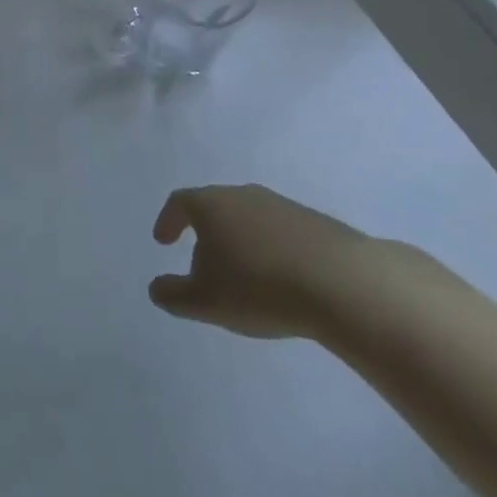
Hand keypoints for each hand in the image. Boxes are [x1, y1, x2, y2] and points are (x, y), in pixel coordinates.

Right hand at [149, 185, 376, 339]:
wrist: (340, 282)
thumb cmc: (258, 287)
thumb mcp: (205, 301)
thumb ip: (173, 294)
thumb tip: (156, 287)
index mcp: (212, 204)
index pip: (180, 202)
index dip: (168, 220)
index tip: (163, 241)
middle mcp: (243, 195)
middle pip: (214, 207)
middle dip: (204, 234)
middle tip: (202, 267)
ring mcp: (280, 204)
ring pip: (247, 218)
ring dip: (238, 242)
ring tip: (242, 277)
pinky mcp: (312, 220)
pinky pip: (277, 231)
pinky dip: (268, 249)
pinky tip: (278, 279)